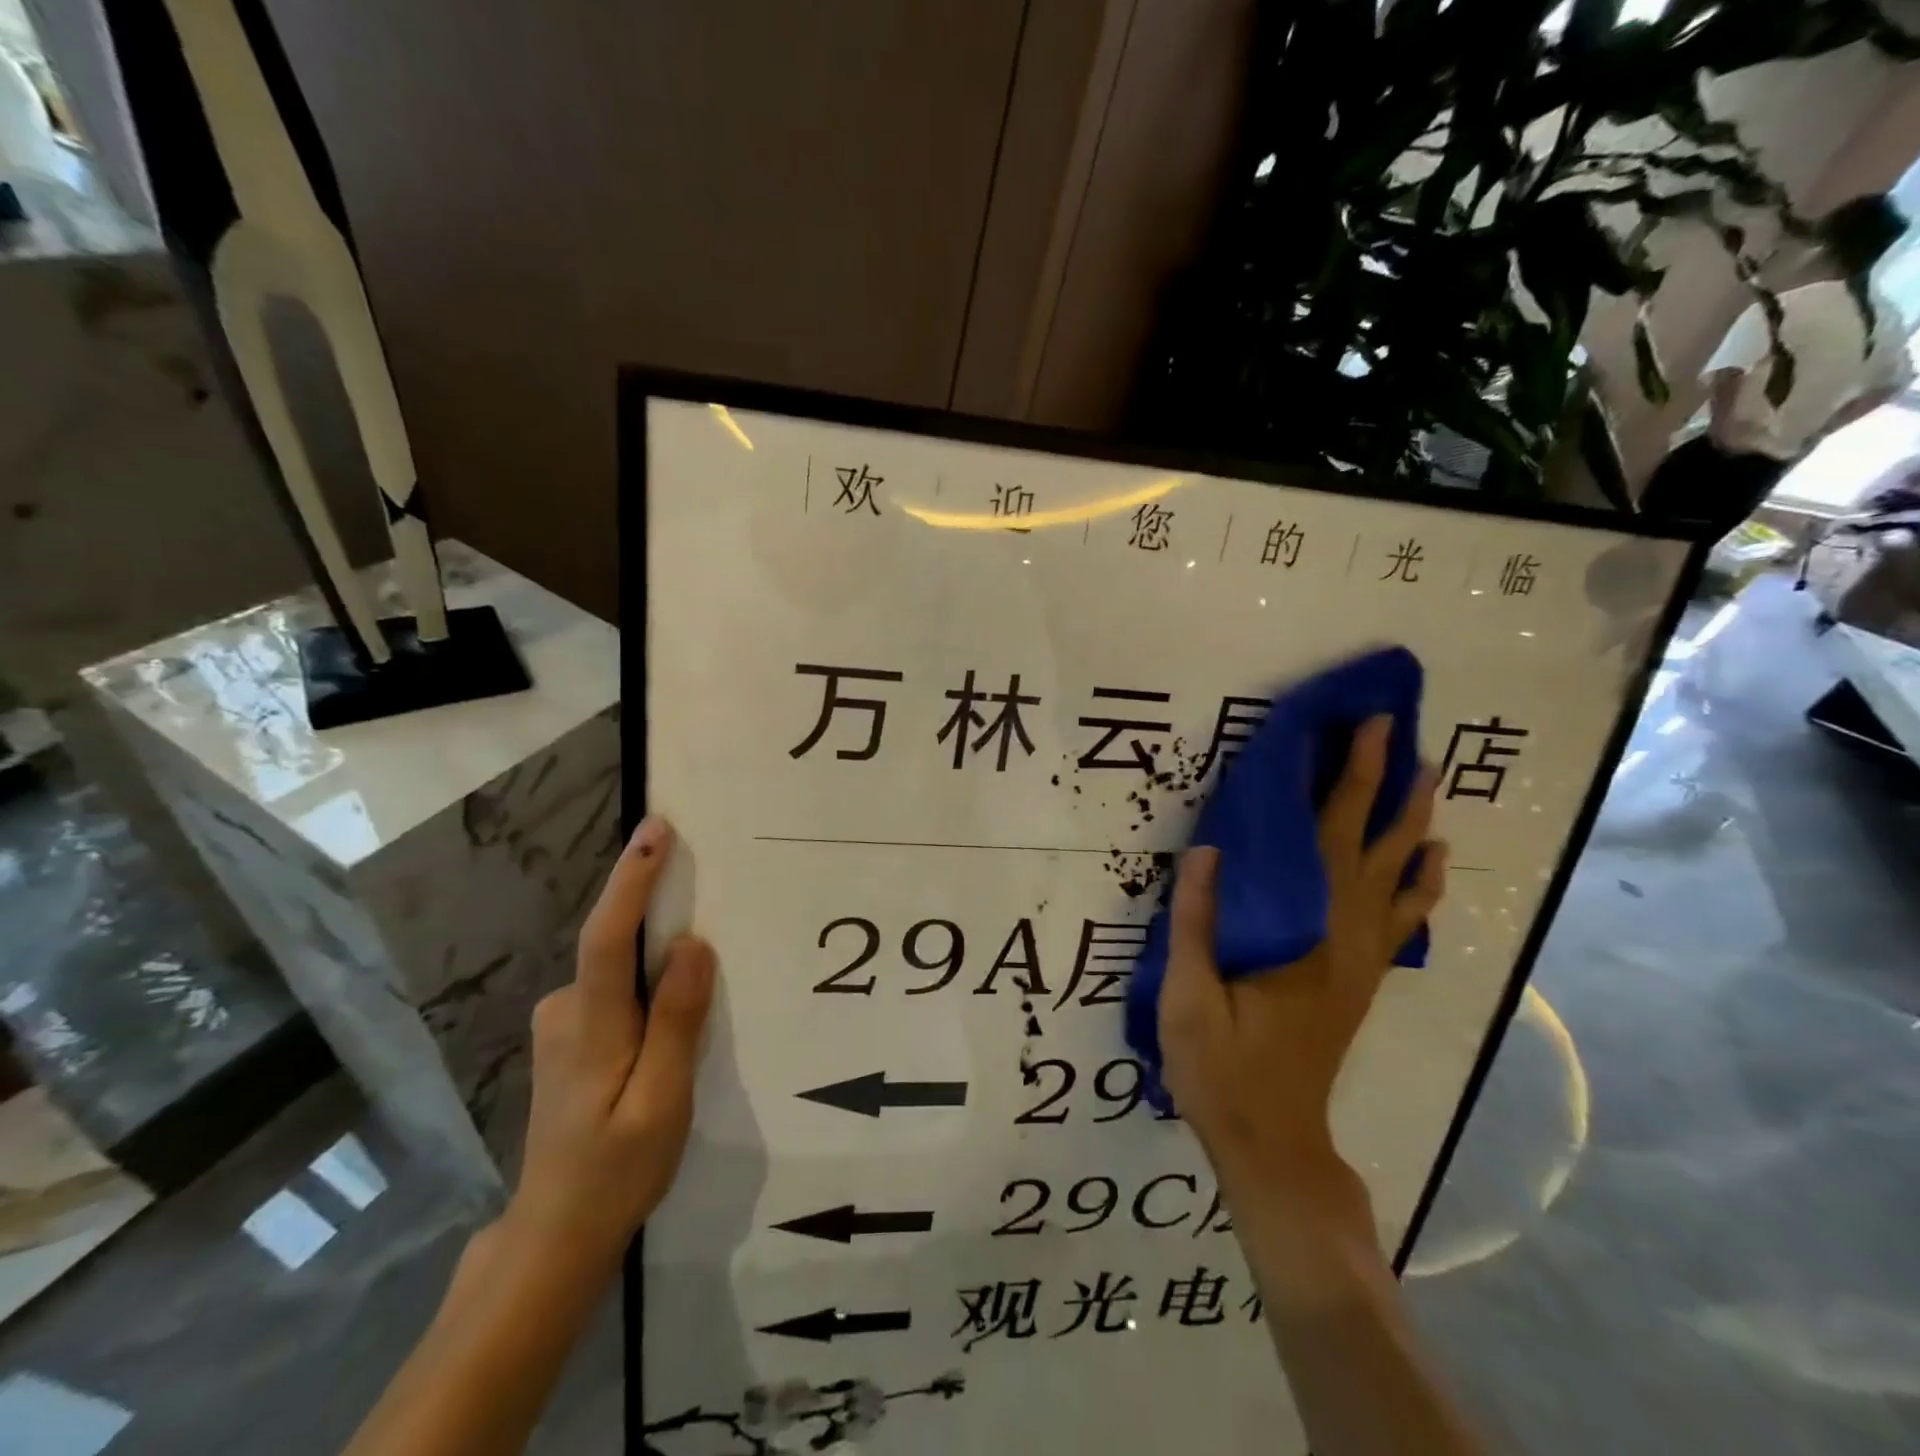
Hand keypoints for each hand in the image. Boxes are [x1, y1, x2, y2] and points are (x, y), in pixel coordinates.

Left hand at [501, 816, 714, 1271]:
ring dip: (657, 952)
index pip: (608, 936)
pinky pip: (616, 988)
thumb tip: (692, 945)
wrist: (557, 1233)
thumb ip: (676, 1021)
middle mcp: (567, 1010)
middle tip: (709, 881)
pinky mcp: (570, 1036)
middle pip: (617, 943)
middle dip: (658, 906)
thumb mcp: (663, 1102)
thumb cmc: (617, 1171)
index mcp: (592, 1025)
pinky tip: (674, 1007)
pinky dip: (647, 979)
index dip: (632, 879)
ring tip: (706, 959)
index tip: (657, 829)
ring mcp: (562, 1023)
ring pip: (619, 968)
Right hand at [1158, 716, 1446, 1205]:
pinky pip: (1404, 919)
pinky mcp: (1362, 978)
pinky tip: (1432, 863)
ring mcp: (1362, 960)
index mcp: (1305, 932)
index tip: (1366, 732)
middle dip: (1389, 788)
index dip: (1350, 781)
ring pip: (1400, 880)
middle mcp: (1347, 937)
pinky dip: (1423, 884)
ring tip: (1427, 781)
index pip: (1331, 839)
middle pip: (1375, 849)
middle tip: (1402, 737)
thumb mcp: (1189, 997)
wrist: (1272, 1142)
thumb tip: (1208, 849)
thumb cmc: (1222, 1069)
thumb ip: (1198, 923)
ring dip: (1415, 826)